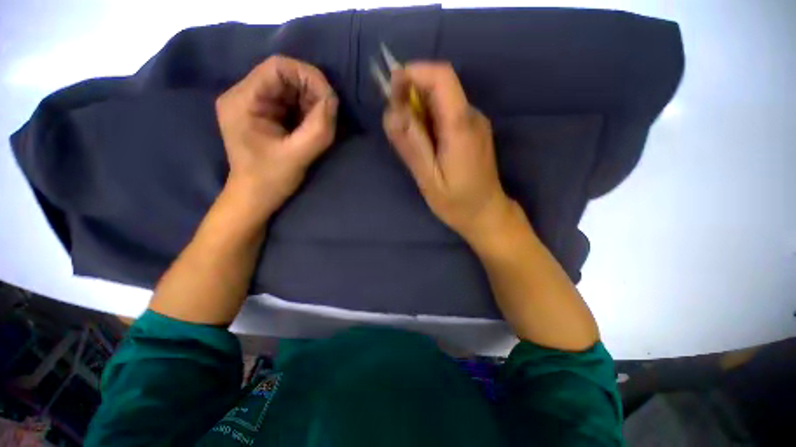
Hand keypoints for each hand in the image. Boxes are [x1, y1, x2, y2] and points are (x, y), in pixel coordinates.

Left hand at [216, 55, 337, 217]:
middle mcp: (245, 95)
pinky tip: (313, 126)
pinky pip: (291, 103)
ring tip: (321, 123)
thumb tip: (333, 101)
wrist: (255, 198)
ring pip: (291, 89)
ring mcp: (255, 105)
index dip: (308, 76)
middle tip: (328, 115)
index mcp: (243, 100)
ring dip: (312, 103)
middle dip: (312, 92)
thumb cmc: (270, 180)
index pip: (278, 67)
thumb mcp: (297, 156)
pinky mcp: (265, 115)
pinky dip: (308, 111)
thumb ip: (318, 129)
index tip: (330, 99)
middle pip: (285, 76)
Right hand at [383, 62, 513, 243]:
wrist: (486, 214)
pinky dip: (429, 119)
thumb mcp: (429, 179)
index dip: (414, 73)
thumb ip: (412, 146)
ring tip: (407, 138)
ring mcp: (474, 123)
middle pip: (440, 86)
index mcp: (461, 126)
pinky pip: (447, 114)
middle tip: (394, 120)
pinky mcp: (472, 131)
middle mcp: (472, 116)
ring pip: (442, 101)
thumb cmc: (457, 202)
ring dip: (418, 109)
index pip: (442, 77)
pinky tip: (424, 143)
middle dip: (411, 93)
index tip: (391, 88)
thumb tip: (391, 112)